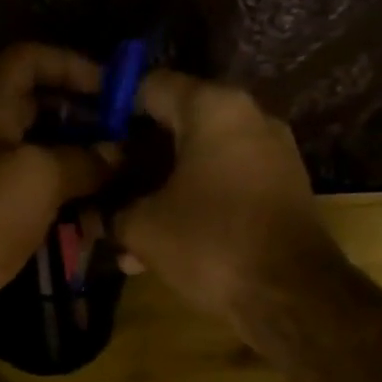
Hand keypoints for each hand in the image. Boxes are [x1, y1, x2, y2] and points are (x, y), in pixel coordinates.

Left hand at [0, 43, 114, 353]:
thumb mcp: (39, 177)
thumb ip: (85, 158)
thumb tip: (120, 154)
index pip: (30, 59)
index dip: (74, 65)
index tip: (117, 91)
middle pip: (42, 106)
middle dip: (87, 119)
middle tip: (131, 140)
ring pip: (44, 153)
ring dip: (83, 163)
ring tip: (125, 179)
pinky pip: (39, 193)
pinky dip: (68, 197)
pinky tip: (99, 215)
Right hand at [112, 70, 331, 324]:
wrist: (290, 293)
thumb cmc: (211, 243)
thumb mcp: (144, 228)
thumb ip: (114, 212)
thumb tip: (102, 214)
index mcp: (213, 109)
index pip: (151, 87)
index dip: (113, 108)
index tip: (90, 135)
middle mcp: (249, 118)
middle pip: (177, 127)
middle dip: (137, 161)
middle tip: (105, 188)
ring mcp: (271, 155)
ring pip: (200, 164)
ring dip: (162, 192)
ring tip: (128, 231)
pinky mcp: (282, 191)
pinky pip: (225, 187)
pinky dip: (194, 207)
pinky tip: (164, 247)